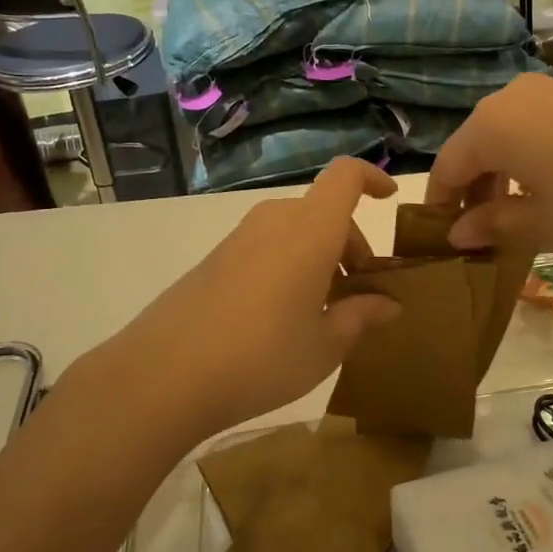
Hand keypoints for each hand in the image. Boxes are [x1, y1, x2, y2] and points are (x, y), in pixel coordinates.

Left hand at [83, 158, 402, 439]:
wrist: (163, 376)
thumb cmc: (261, 358)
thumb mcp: (324, 346)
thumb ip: (361, 316)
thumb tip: (388, 304)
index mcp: (310, 230)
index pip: (345, 175)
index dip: (371, 177)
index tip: (389, 200)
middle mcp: (274, 221)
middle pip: (323, 211)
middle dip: (350, 243)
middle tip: (360, 293)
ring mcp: (239, 238)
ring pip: (295, 230)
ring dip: (319, 256)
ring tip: (324, 311)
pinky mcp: (214, 259)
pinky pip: (267, 247)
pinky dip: (289, 265)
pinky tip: (282, 317)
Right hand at [427, 75, 552, 255]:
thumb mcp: (542, 225)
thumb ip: (492, 225)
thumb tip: (457, 232)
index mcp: (489, 126)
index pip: (446, 168)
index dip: (440, 207)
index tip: (442, 242)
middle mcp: (508, 98)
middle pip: (473, 148)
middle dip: (471, 192)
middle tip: (480, 237)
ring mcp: (545, 90)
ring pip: (503, 137)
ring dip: (499, 176)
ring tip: (514, 217)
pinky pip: (532, 127)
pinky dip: (526, 159)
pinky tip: (547, 189)